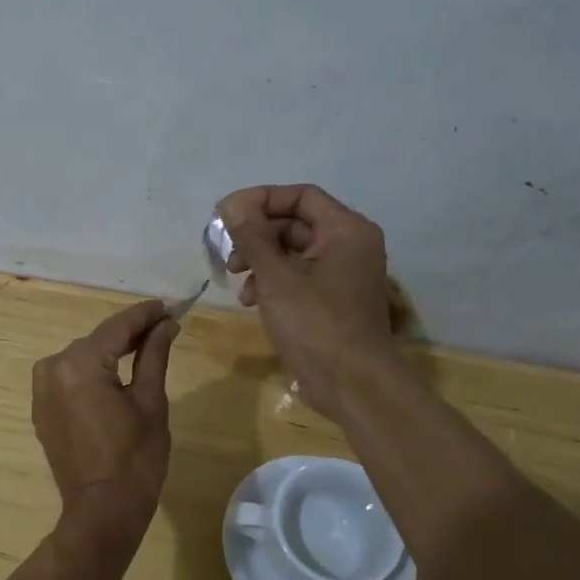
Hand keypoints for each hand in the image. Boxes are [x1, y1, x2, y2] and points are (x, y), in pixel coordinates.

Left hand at [32, 299, 178, 537]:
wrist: (102, 511)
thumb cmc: (135, 458)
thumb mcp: (150, 401)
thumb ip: (153, 355)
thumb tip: (166, 324)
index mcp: (78, 365)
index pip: (117, 328)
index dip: (145, 315)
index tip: (169, 305)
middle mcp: (51, 369)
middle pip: (98, 340)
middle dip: (130, 333)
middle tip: (164, 326)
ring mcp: (41, 390)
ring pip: (83, 358)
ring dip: (111, 352)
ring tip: (145, 348)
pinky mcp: (42, 408)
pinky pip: (70, 378)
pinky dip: (93, 372)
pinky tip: (117, 374)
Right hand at [217, 184, 393, 421]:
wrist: (352, 384)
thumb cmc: (315, 324)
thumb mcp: (276, 277)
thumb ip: (252, 237)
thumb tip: (231, 204)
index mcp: (346, 230)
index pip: (300, 196)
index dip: (261, 200)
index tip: (227, 215)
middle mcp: (349, 245)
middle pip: (295, 224)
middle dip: (257, 236)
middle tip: (228, 253)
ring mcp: (342, 274)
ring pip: (293, 252)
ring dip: (260, 261)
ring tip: (237, 280)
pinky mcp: (332, 300)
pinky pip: (298, 277)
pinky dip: (273, 283)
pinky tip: (252, 301)